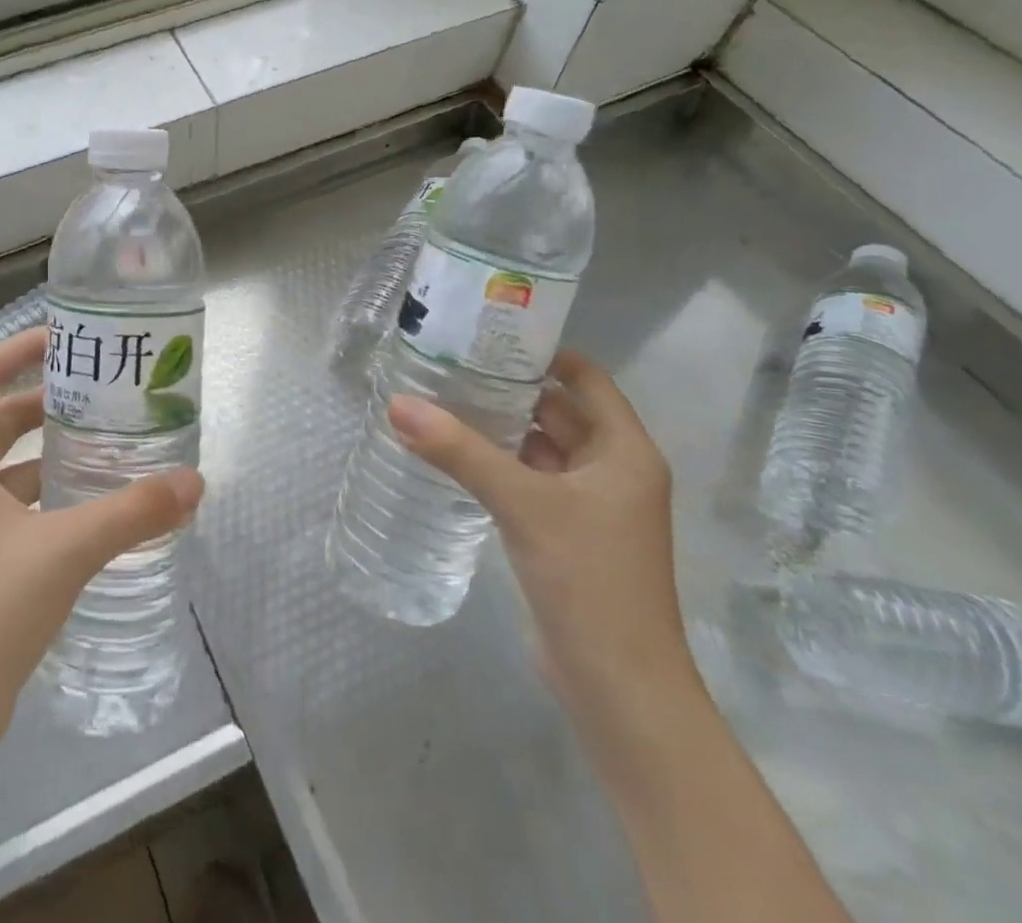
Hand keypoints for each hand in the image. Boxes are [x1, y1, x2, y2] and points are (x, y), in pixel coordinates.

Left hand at [0, 327, 203, 752]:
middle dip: (41, 403)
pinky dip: (38, 497)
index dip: (17, 351)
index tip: (64, 340)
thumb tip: (194, 482)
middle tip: (96, 396)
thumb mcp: (66, 549)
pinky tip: (81, 512)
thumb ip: (132, 511)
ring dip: (42, 454)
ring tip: (98, 446)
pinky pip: (2, 509)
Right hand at [389, 351, 693, 720]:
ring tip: (442, 399)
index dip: (543, 352)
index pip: (585, 379)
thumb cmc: (588, 580)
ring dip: (499, 428)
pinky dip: (498, 464)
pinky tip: (454, 454)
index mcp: (624, 451)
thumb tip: (398, 404)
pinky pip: (529, 481)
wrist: (619, 689)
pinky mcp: (566, 534)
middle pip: (558, 411)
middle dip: (509, 388)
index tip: (489, 333)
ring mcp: (589, 506)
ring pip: (540, 448)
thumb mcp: (522, 504)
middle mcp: (612, 471)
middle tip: (450, 363)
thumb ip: (459, 451)